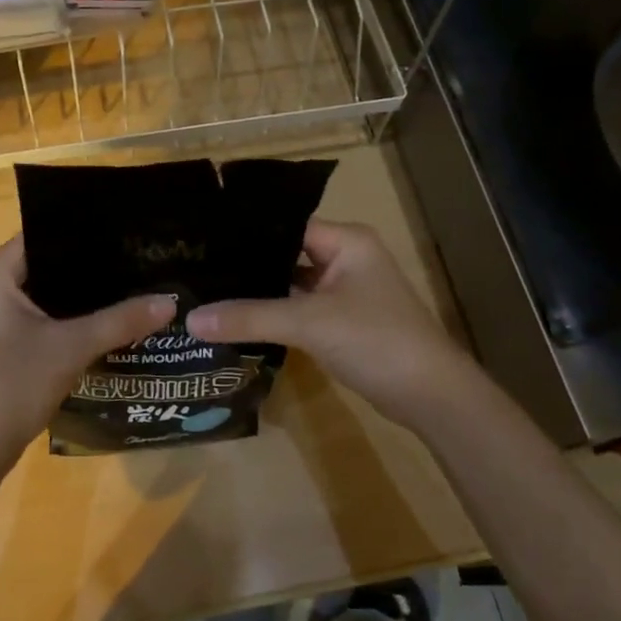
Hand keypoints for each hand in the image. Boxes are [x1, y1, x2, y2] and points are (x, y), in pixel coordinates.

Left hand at [0, 236, 174, 478]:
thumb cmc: (11, 385)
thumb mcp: (71, 348)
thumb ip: (121, 320)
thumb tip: (170, 301)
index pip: (45, 233)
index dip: (87, 232)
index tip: (129, 233)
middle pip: (47, 262)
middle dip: (91, 265)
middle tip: (139, 259)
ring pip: (44, 291)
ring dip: (81, 295)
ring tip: (131, 284)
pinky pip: (38, 314)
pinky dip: (67, 317)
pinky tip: (106, 319)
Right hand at [187, 219, 484, 429]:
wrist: (430, 395)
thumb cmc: (375, 340)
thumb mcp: (309, 324)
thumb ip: (250, 317)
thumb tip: (190, 320)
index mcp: (346, 241)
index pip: (285, 225)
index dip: (245, 234)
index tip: (200, 241)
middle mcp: (346, 258)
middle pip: (286, 254)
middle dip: (246, 265)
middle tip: (194, 267)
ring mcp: (345, 292)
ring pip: (291, 284)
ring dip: (259, 292)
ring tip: (206, 291)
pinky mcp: (342, 321)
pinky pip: (300, 309)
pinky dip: (274, 315)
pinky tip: (237, 320)